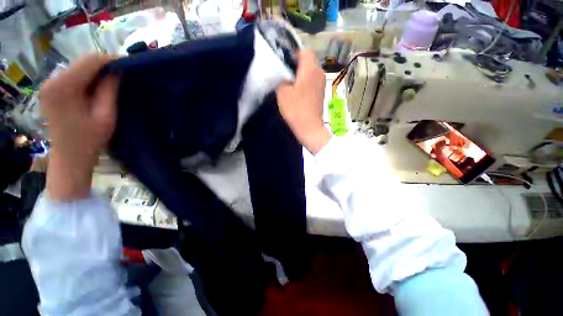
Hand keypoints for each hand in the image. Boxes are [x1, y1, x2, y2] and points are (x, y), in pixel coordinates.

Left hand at [40, 54, 117, 199]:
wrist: (69, 157)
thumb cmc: (90, 140)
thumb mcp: (106, 115)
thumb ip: (110, 90)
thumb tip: (118, 70)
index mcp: (63, 86)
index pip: (91, 60)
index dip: (112, 60)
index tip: (130, 64)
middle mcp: (52, 79)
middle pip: (84, 61)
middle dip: (105, 65)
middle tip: (124, 75)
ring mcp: (50, 83)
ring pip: (80, 66)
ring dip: (98, 72)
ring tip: (114, 82)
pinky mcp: (52, 88)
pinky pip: (74, 74)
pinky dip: (89, 77)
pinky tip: (99, 87)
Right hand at [276, 50, 330, 154]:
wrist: (310, 127)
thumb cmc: (296, 109)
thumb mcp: (283, 92)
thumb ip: (281, 79)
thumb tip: (283, 75)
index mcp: (310, 69)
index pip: (305, 51)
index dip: (294, 54)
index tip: (284, 63)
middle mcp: (319, 73)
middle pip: (309, 61)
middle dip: (297, 65)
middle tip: (285, 74)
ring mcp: (322, 84)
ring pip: (310, 72)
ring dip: (301, 75)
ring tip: (290, 84)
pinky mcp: (321, 93)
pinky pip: (312, 82)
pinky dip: (305, 83)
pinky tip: (297, 93)